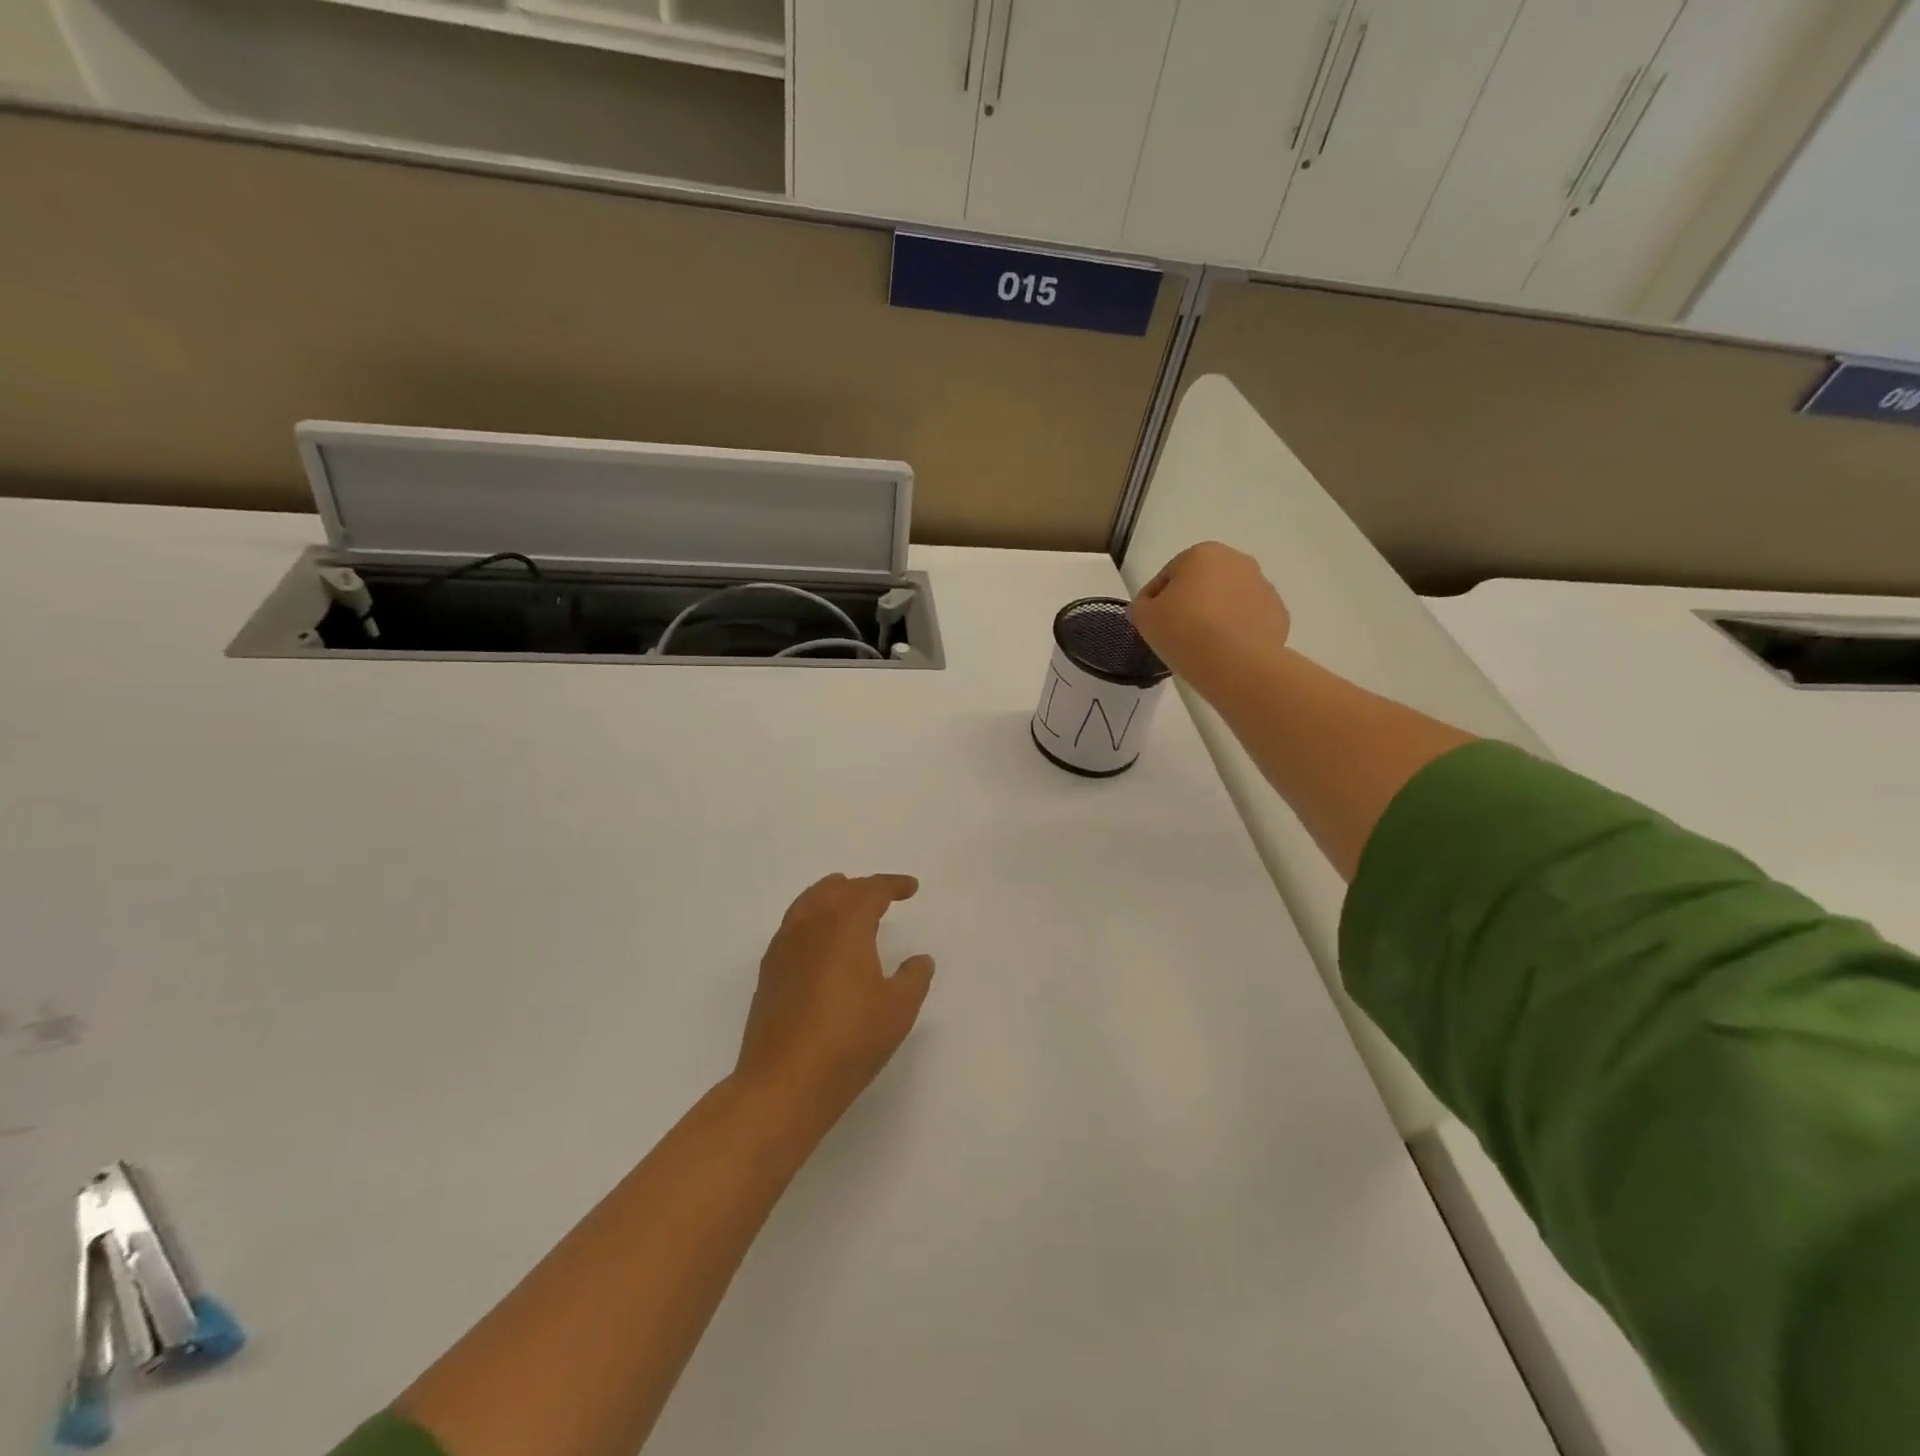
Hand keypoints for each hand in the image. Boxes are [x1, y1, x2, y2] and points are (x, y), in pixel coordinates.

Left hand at [733, 874, 935, 1138]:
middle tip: (882, 897)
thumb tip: (920, 959)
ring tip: (848, 906)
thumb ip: (914, 978)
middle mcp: (811, 925)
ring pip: (808, 903)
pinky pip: (793, 926)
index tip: (911, 888)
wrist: (783, 1084)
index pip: (870, 890)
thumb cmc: (849, 1041)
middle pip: (835, 890)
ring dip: (832, 897)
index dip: (893, 885)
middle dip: (861, 888)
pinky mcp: (769, 972)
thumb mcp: (898, 1010)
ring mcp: (784, 947)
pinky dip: (812, 920)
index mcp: (845, 924)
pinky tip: (821, 944)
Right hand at [1129, 541, 1291, 700]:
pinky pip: (1249, 620)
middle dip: (1190, 603)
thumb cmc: (1184, 631)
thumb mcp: (1143, 616)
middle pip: (1203, 583)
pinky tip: (1226, 652)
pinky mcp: (1279, 614)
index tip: (1152, 624)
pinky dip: (1237, 631)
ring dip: (1215, 615)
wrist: (1235, 663)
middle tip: (1177, 634)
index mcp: (1203, 553)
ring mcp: (1263, 586)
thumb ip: (1142, 604)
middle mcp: (1238, 561)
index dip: (1156, 601)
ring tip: (1203, 646)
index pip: (1169, 575)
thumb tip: (1150, 606)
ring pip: (1228, 600)